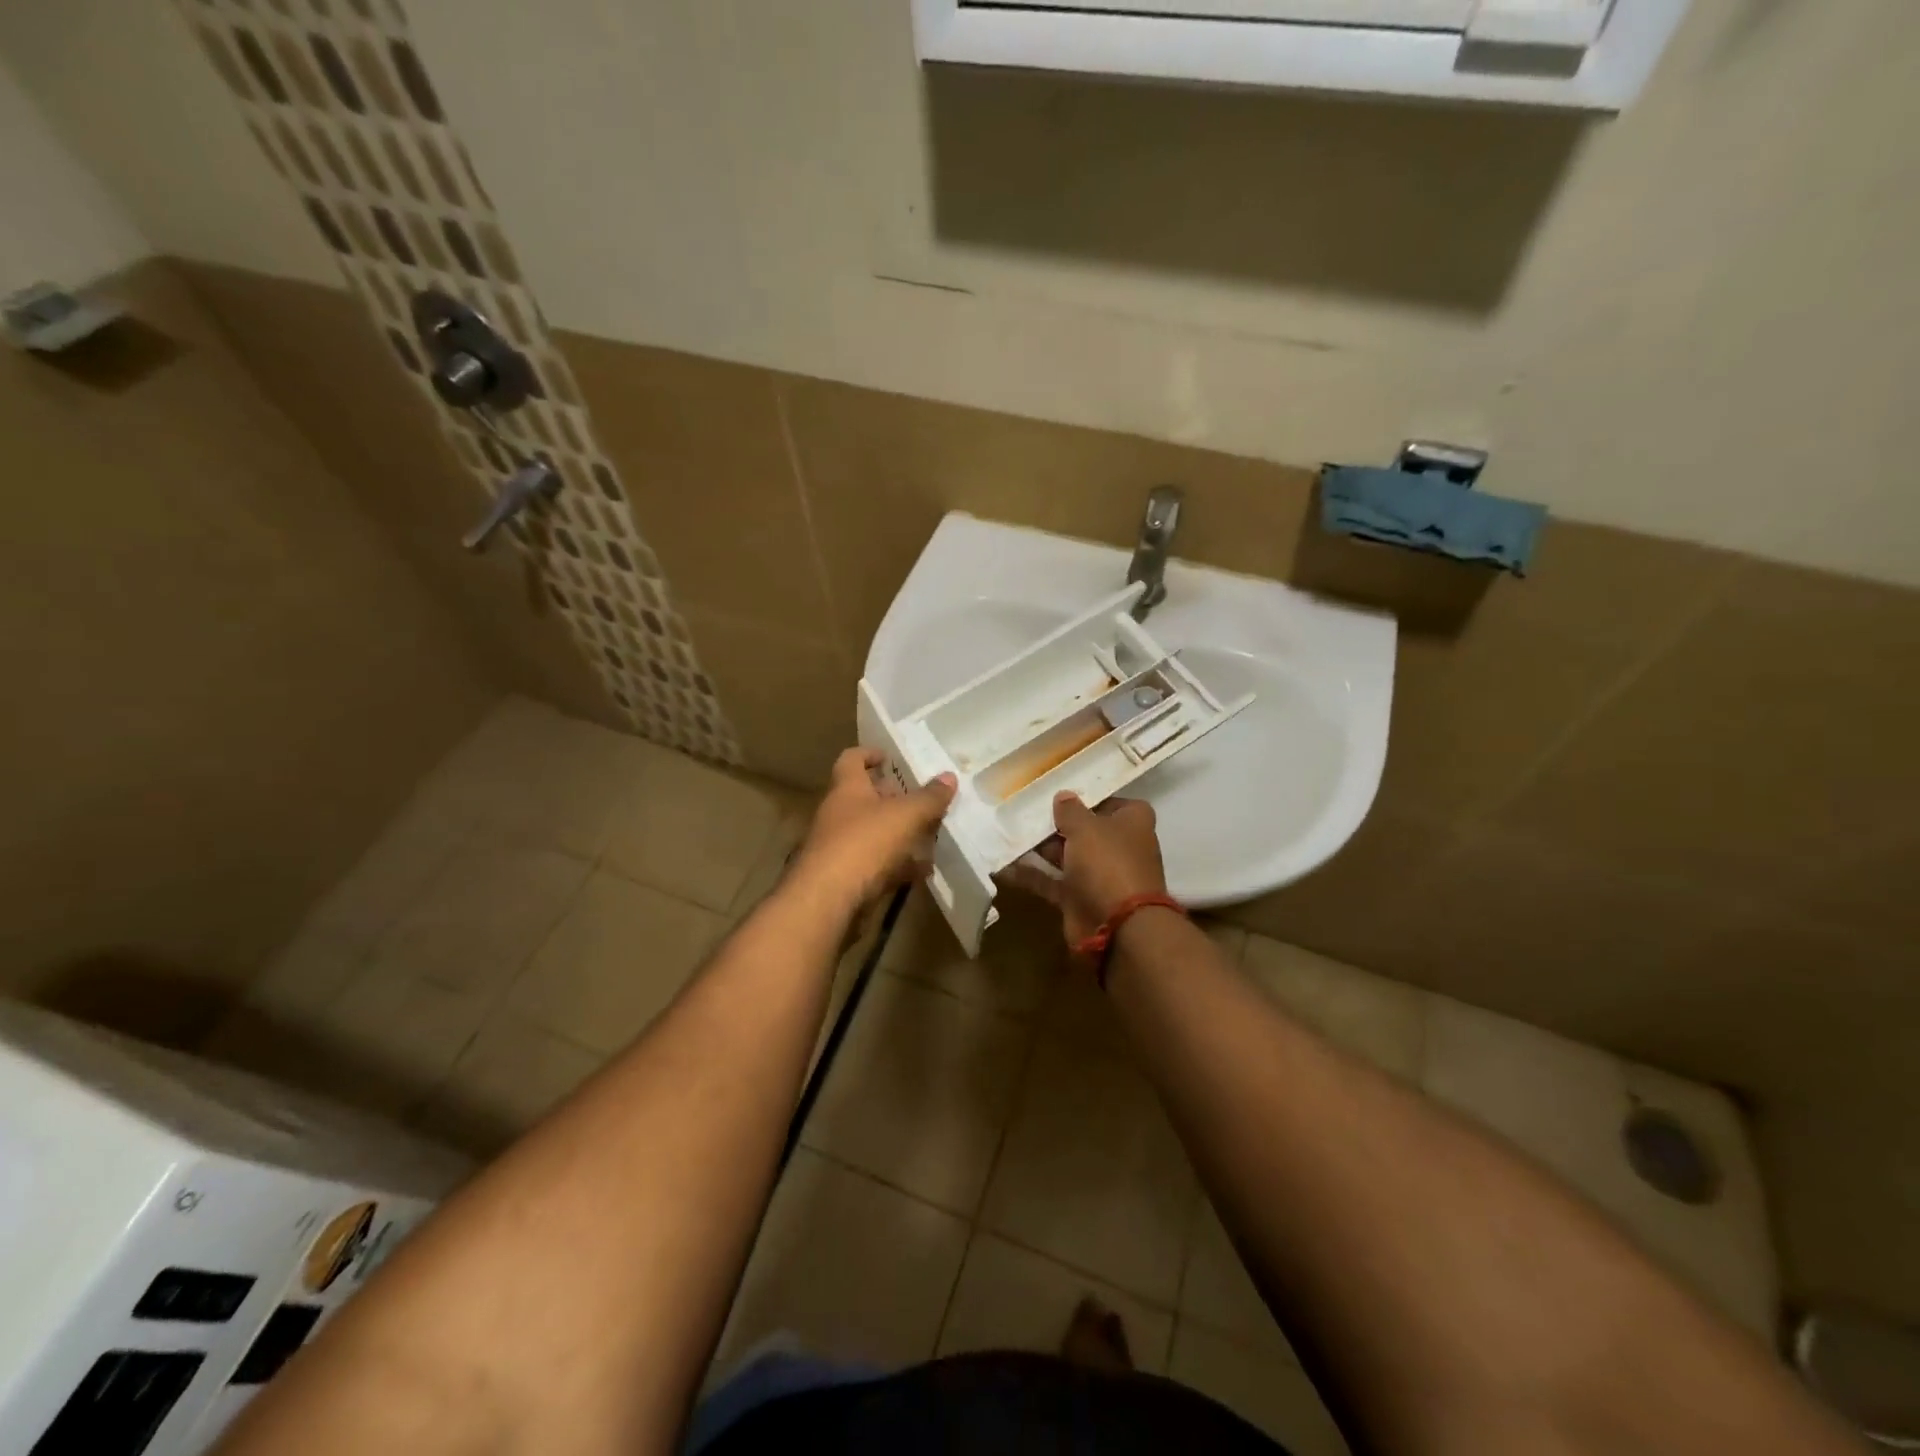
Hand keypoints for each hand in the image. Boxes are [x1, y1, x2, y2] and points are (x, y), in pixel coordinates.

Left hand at [792, 749, 956, 910]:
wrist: (827, 900)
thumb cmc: (864, 843)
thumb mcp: (905, 815)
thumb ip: (929, 797)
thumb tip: (949, 776)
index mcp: (847, 789)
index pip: (852, 759)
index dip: (870, 754)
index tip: (890, 757)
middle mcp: (838, 814)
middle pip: (865, 798)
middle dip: (893, 797)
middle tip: (922, 798)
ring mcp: (840, 847)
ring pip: (873, 833)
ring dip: (898, 833)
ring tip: (930, 833)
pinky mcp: (846, 877)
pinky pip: (877, 865)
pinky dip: (898, 865)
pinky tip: (923, 870)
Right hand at [1002, 792, 1167, 945]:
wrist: (1117, 927)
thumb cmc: (1107, 863)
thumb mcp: (1086, 827)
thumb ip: (1070, 810)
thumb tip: (1063, 796)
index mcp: (1132, 823)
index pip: (1111, 801)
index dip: (1086, 796)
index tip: (1058, 790)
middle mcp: (1119, 847)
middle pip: (1085, 829)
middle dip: (1056, 822)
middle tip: (1023, 808)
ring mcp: (1099, 875)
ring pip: (1066, 855)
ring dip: (1040, 848)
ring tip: (1007, 831)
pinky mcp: (1080, 898)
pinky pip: (1052, 882)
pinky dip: (1031, 875)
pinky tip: (1003, 865)